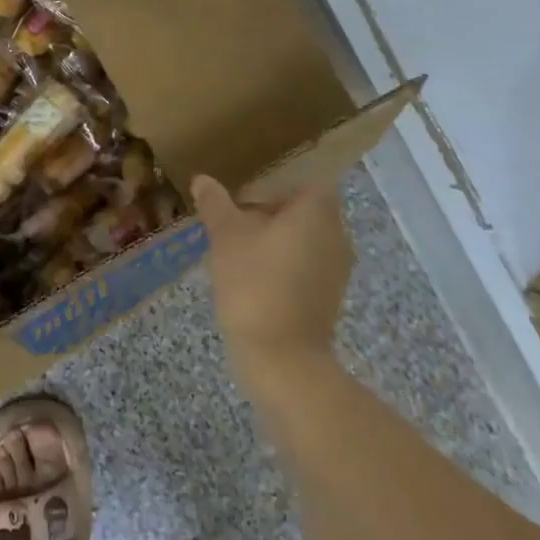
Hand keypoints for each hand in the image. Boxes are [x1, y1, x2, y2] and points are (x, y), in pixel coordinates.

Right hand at [196, 176, 350, 380]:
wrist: (281, 359)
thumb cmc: (255, 282)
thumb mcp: (225, 236)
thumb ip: (215, 204)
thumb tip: (202, 180)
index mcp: (317, 211)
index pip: (305, 180)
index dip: (276, 183)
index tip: (246, 192)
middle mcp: (336, 234)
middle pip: (305, 210)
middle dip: (271, 212)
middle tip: (234, 218)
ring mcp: (336, 269)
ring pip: (305, 239)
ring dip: (276, 239)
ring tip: (237, 247)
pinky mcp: (329, 297)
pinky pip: (306, 266)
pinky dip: (284, 264)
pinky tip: (252, 276)